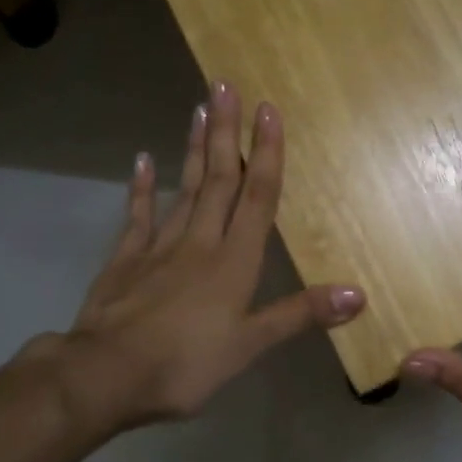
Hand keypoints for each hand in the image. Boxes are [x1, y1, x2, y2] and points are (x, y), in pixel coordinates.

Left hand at [8, 83, 364, 446]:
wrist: (104, 376)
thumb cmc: (184, 364)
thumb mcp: (250, 346)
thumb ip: (300, 315)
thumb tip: (357, 293)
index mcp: (234, 260)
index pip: (257, 196)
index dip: (265, 153)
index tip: (268, 110)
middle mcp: (200, 241)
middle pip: (218, 179)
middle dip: (226, 132)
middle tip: (225, 85)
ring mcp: (159, 247)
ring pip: (183, 188)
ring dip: (193, 148)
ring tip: (199, 108)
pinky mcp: (125, 259)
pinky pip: (137, 215)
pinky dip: (141, 187)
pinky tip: (143, 159)